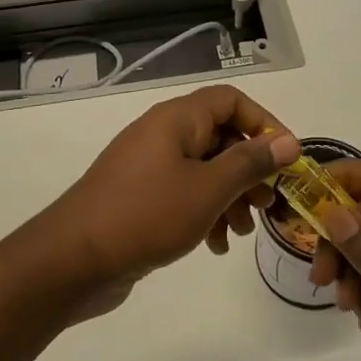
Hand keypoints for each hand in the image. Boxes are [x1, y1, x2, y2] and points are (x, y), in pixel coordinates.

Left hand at [35, 85, 299, 316]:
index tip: (285, 158)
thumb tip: (287, 142)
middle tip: (269, 203)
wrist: (73, 260)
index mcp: (177, 119)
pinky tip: (216, 245)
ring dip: (230, 196)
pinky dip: (205, 212)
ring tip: (243, 231)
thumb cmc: (147, 214)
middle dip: (250, 170)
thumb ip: (250, 164)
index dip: (263, 123)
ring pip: (204, 169)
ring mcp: (148, 166)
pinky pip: (184, 193)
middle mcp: (163, 134)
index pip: (231, 100)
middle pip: (220, 136)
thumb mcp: (208, 189)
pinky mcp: (140, 196)